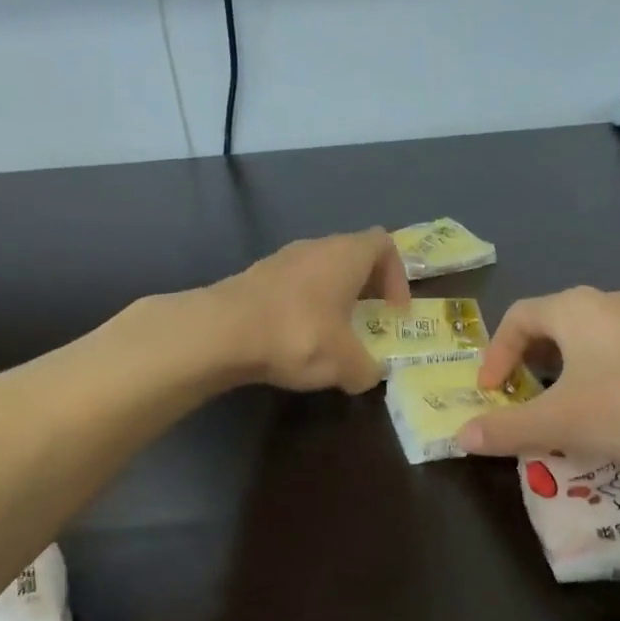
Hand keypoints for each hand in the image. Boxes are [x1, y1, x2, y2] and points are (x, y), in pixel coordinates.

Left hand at [212, 229, 409, 394]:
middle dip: (365, 289)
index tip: (394, 311)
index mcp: (346, 255)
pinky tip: (295, 340)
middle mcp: (315, 248)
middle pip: (351, 257)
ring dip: (331, 300)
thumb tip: (369, 375)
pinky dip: (302, 308)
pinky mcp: (254, 279)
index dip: (398, 276)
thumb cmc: (298, 335)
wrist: (222, 332)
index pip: (384, 245)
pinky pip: (292, 288)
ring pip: (319, 272)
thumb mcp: (345, 363)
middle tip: (368, 323)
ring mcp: (281, 260)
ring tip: (331, 336)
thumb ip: (366, 369)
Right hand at [455, 287, 619, 464]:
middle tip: (523, 398)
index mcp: (573, 308)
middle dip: (529, 362)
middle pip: (553, 324)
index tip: (491, 394)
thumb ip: (507, 429)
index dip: (495, 355)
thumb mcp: (559, 423)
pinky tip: (616, 411)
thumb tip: (460, 436)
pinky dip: (602, 375)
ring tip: (566, 408)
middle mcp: (609, 301)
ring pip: (590, 338)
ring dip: (567, 370)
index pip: (517, 318)